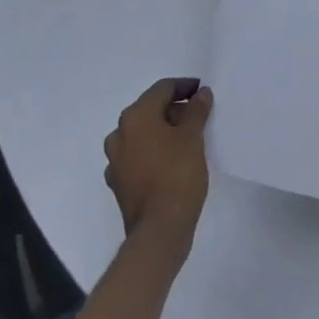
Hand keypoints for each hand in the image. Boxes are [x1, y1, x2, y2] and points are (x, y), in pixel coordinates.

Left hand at [103, 77, 213, 247]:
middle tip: (198, 118)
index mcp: (135, 116)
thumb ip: (196, 110)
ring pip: (142, 134)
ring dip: (162, 132)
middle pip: (150, 110)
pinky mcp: (119, 183)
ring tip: (187, 140)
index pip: (162, 89)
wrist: (159, 231)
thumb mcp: (193, 137)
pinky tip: (169, 163)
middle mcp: (119, 133)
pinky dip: (153, 153)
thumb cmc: (177, 175)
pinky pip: (137, 157)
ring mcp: (115, 160)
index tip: (202, 92)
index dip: (184, 87)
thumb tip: (200, 94)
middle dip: (174, 110)